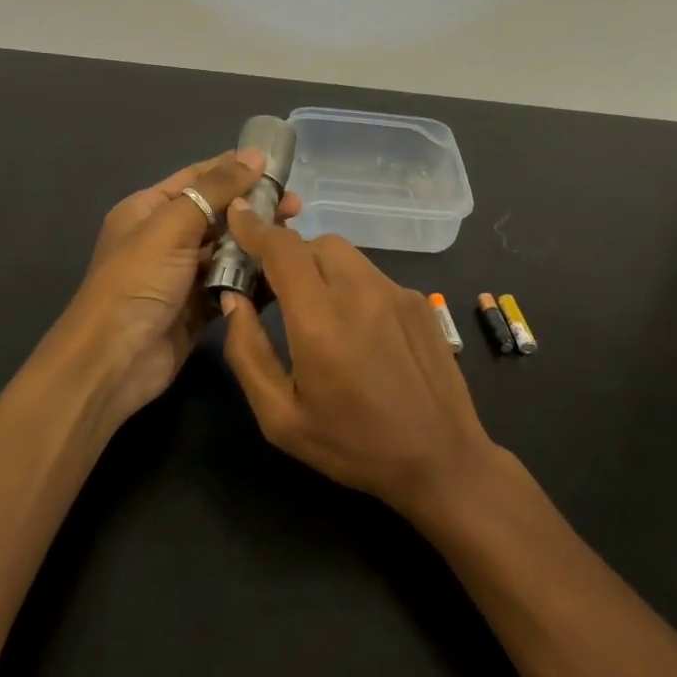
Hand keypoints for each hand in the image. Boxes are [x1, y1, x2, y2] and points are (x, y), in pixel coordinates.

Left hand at [51, 150, 300, 428]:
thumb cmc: (138, 282)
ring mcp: (182, 275)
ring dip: (256, 244)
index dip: (237, 169)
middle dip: (254, 208)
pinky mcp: (197, 307)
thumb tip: (256, 155)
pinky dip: (252, 279)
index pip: (199, 178)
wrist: (113, 361)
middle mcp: (165, 238)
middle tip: (296, 208)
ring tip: (293, 240)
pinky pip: (230, 284)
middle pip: (217, 214)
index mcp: (150, 209)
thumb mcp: (173, 225)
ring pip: (227, 250)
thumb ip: (215, 189)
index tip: (280, 168)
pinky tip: (282, 272)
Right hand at [218, 200, 500, 521]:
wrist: (442, 459)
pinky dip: (350, 284)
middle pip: (314, 243)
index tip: (237, 216)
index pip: (283, 248)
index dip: (255, 228)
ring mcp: (395, 292)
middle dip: (287, 255)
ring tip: (315, 310)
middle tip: (274, 289)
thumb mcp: (281, 417)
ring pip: (345, 254)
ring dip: (319, 266)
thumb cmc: (353, 445)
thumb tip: (234, 300)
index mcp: (320, 320)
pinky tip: (356, 329)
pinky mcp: (418, 301)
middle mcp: (360, 292)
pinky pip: (372, 275)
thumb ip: (248, 352)